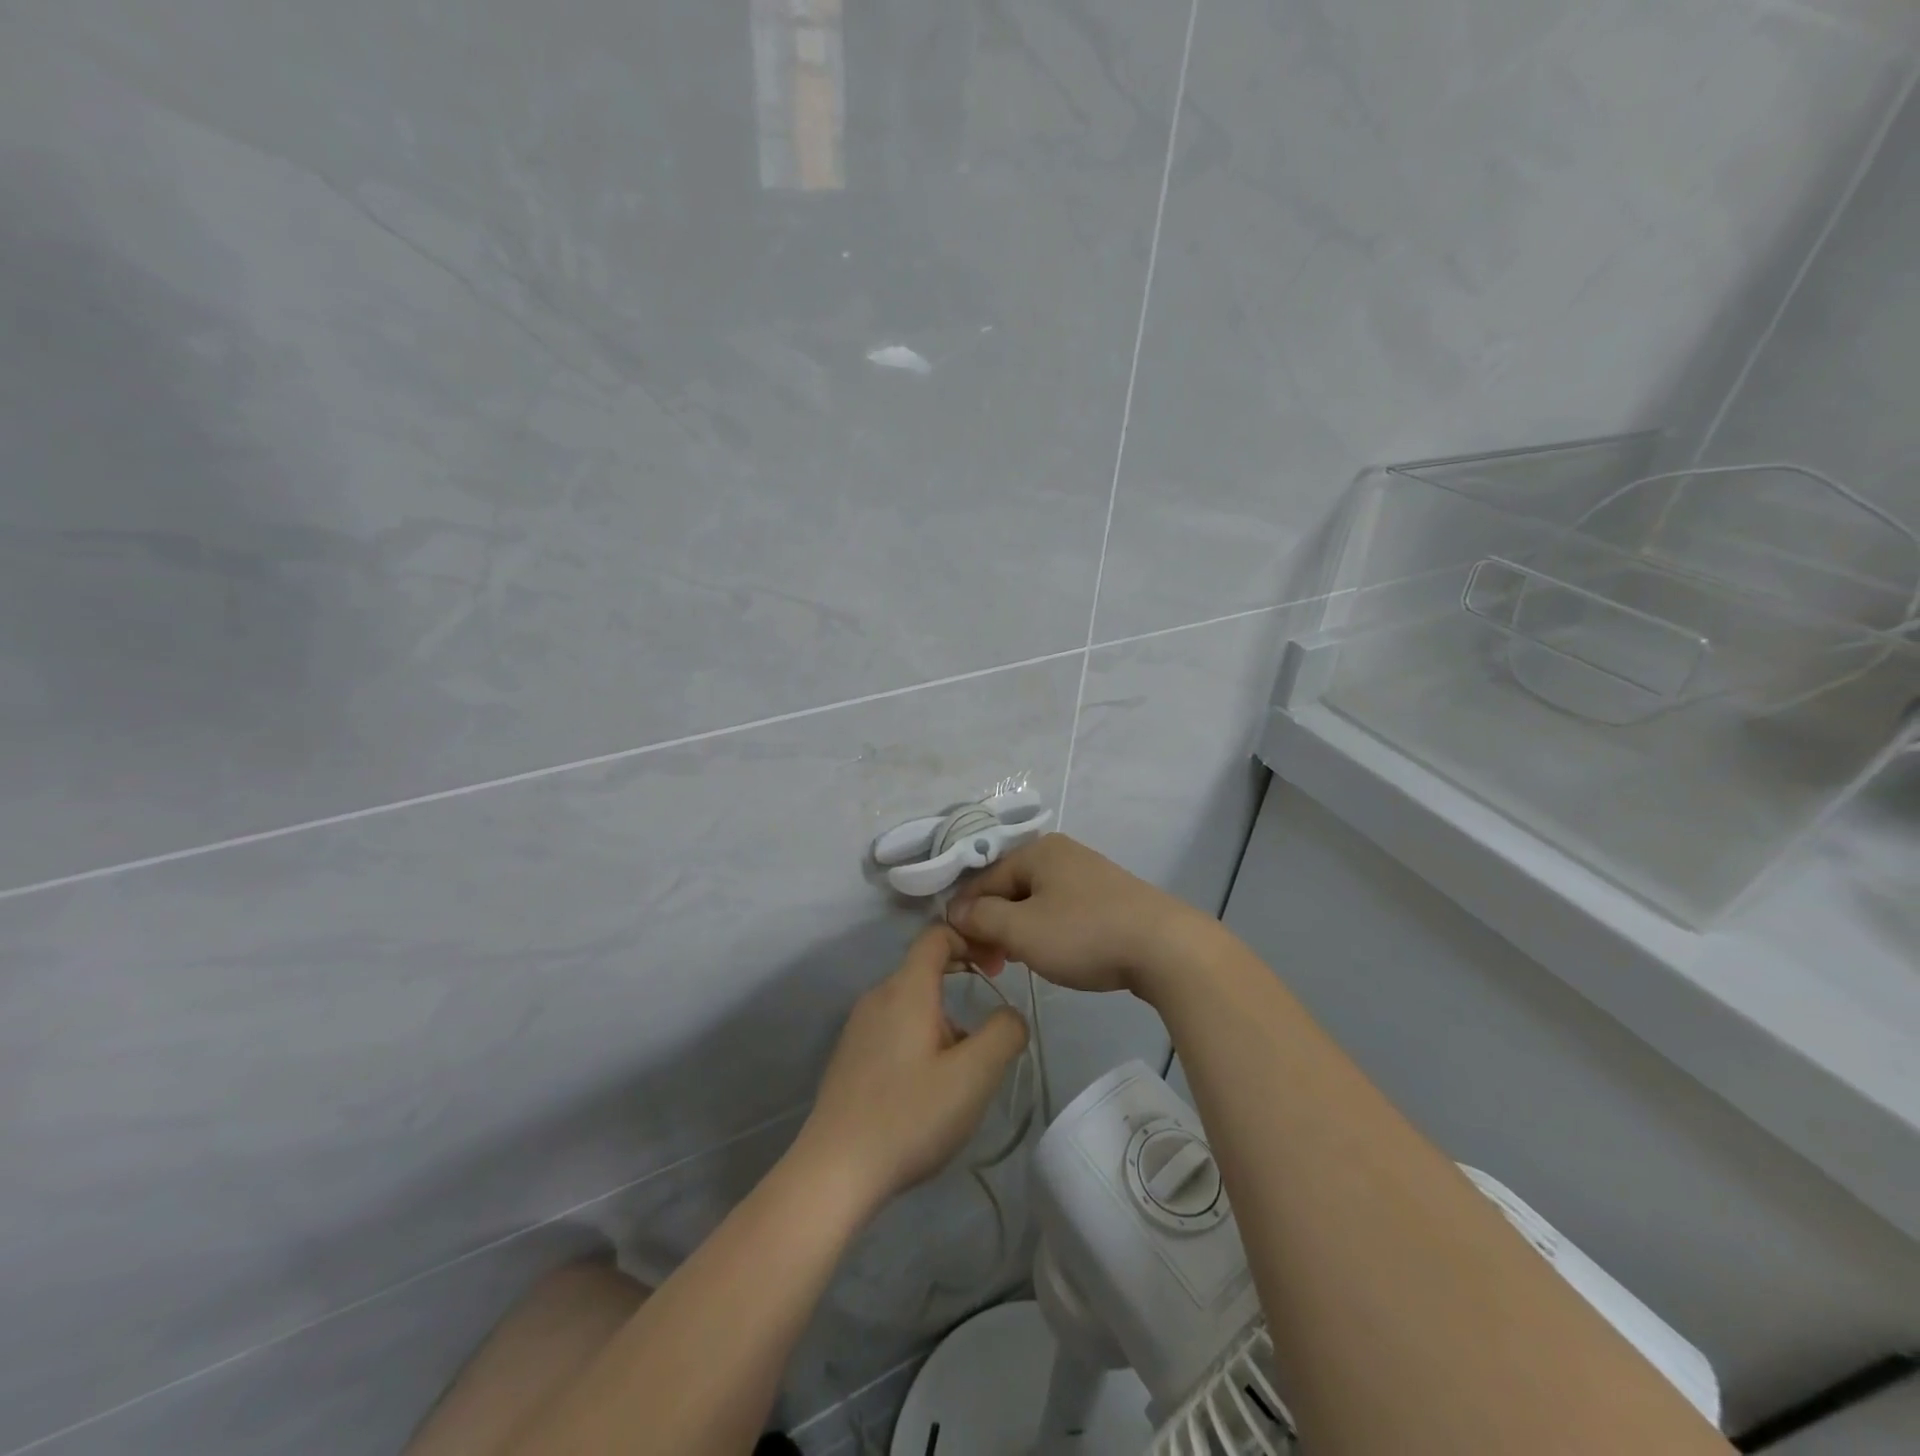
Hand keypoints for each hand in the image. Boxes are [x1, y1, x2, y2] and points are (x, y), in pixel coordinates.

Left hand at [792, 924, 1028, 1214]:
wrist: (835, 1170)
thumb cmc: (910, 1115)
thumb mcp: (973, 1076)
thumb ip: (1003, 1033)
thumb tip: (1010, 1015)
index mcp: (906, 989)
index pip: (936, 936)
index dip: (970, 940)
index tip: (998, 969)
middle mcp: (878, 996)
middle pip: (925, 969)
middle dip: (962, 984)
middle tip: (992, 1023)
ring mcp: (858, 1026)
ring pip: (911, 1003)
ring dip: (944, 1019)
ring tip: (964, 1068)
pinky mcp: (850, 1055)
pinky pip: (893, 1027)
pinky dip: (920, 1037)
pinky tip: (929, 1085)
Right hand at [946, 833, 1208, 995]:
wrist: (1165, 948)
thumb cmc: (1084, 934)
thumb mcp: (1022, 929)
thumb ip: (981, 917)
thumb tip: (954, 910)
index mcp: (1038, 850)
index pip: (984, 880)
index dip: (966, 915)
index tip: (964, 953)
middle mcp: (1062, 854)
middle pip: (1010, 889)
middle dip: (995, 926)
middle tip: (993, 964)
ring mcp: (1089, 874)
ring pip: (1036, 902)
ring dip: (1020, 932)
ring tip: (1019, 962)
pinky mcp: (1110, 898)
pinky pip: (1063, 911)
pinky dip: (1049, 932)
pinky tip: (1054, 955)